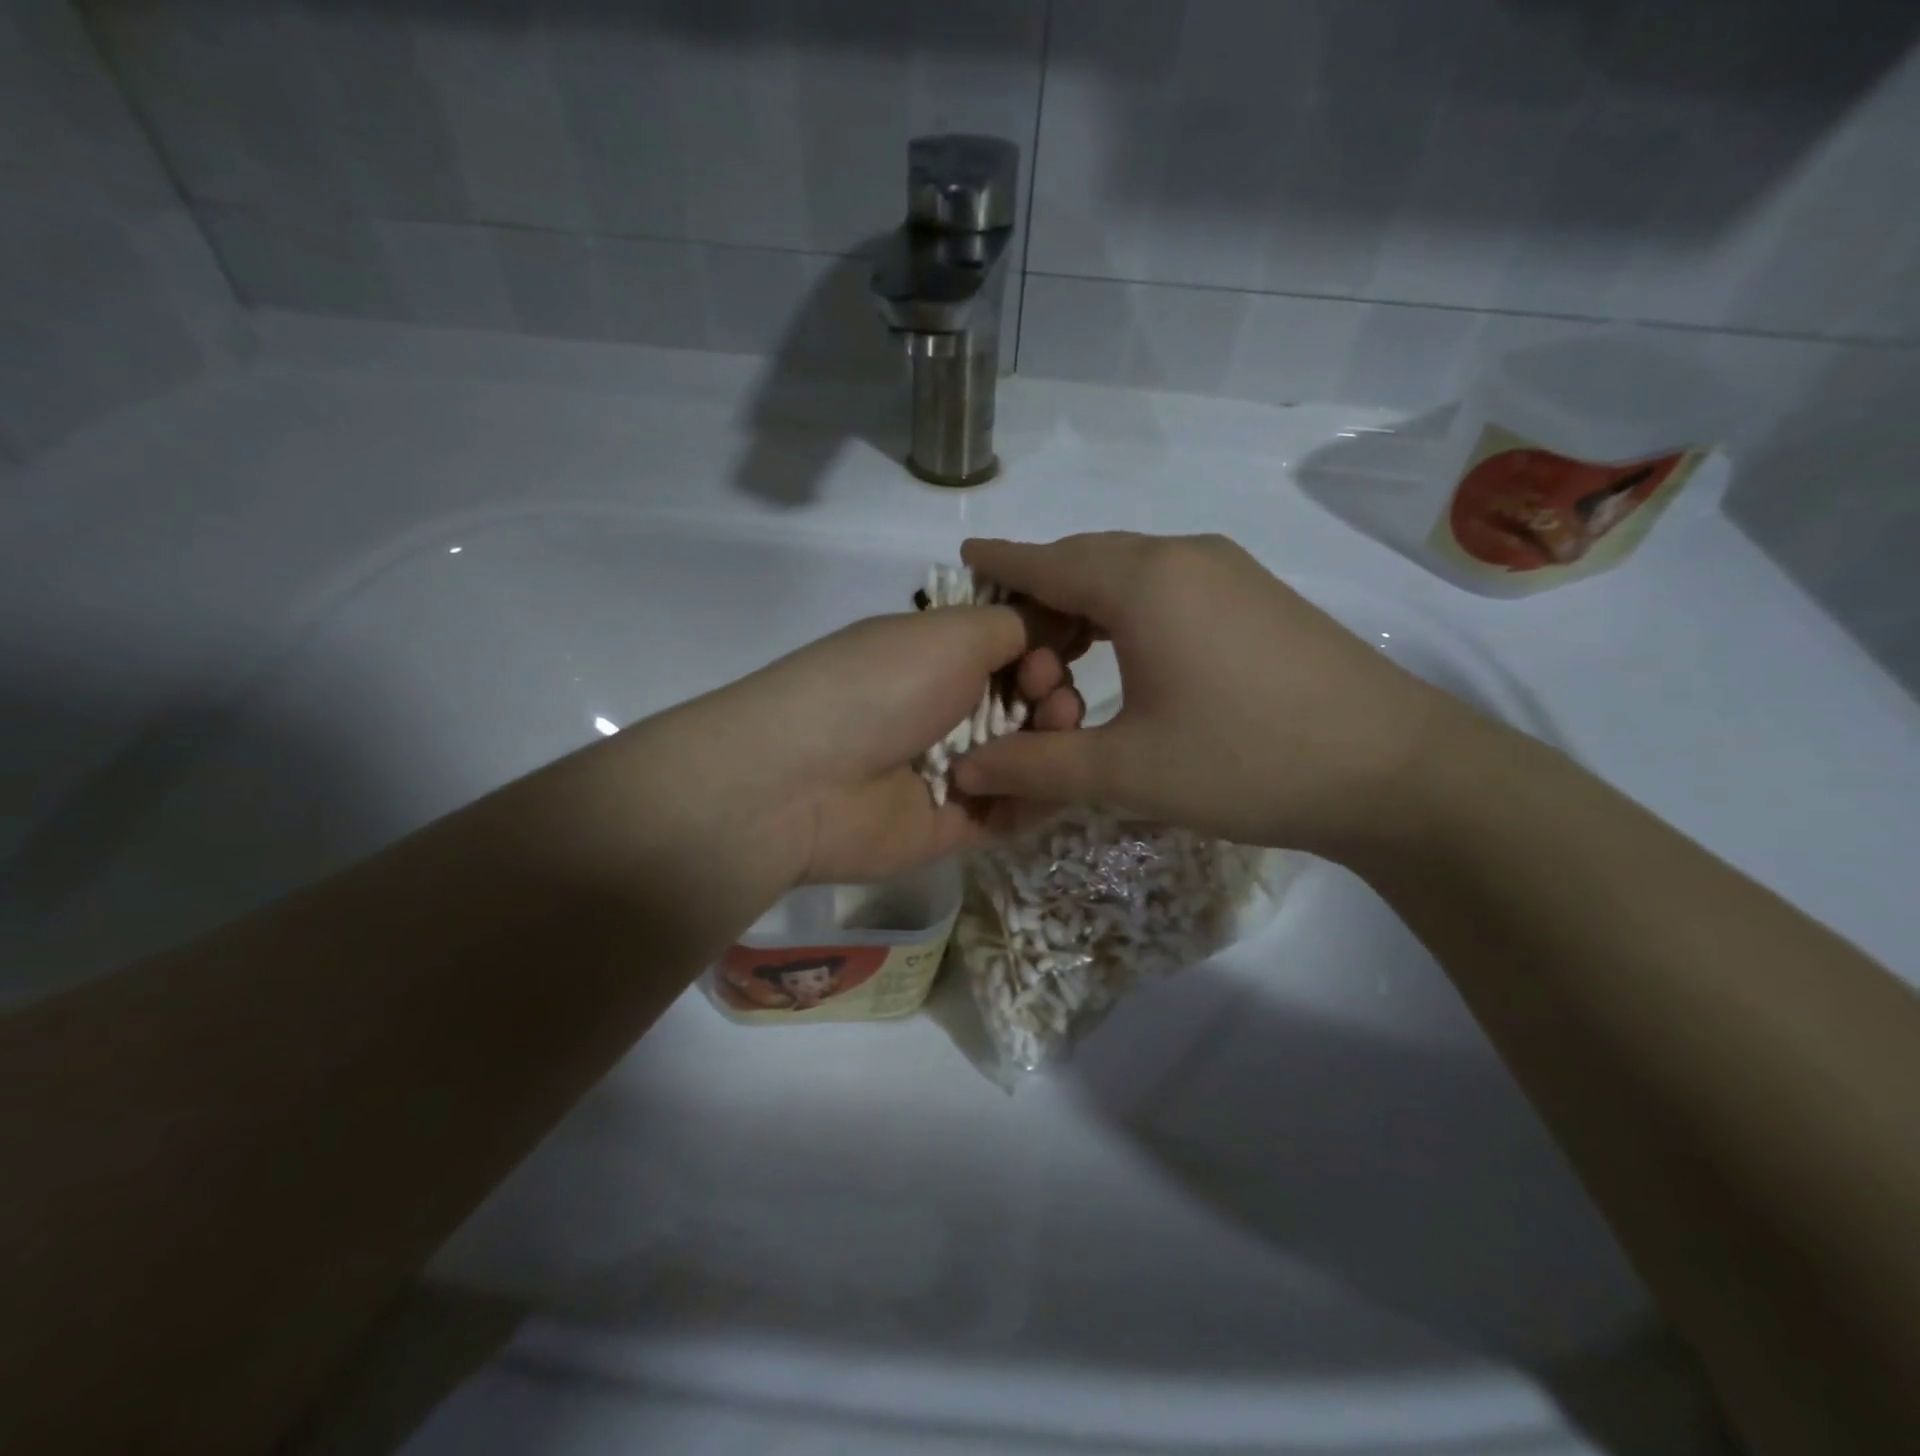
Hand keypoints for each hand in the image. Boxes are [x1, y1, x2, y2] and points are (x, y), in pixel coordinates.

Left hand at [690, 603, 1085, 884]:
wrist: (805, 780)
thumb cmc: (881, 686)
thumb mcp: (952, 633)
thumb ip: (1016, 624)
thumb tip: (1060, 618)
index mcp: (935, 657)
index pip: (1010, 648)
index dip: (1045, 645)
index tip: (1061, 647)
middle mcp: (942, 710)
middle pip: (1023, 701)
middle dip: (1051, 691)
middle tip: (1048, 695)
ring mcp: (948, 770)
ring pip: (1024, 756)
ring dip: (1051, 740)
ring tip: (1053, 731)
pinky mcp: (951, 825)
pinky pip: (1011, 810)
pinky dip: (1039, 795)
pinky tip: (1057, 779)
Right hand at [951, 532, 1469, 857]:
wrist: (1395, 770)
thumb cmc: (1247, 762)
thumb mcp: (1127, 772)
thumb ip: (1036, 766)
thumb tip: (963, 772)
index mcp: (1142, 582)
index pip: (1047, 561)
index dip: (1001, 562)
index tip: (964, 555)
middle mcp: (1183, 556)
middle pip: (1088, 557)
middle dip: (1040, 586)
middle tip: (1005, 633)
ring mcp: (1229, 570)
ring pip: (1131, 568)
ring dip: (1087, 598)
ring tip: (1060, 648)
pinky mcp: (1258, 595)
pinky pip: (1170, 582)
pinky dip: (1129, 605)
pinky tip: (1128, 649)